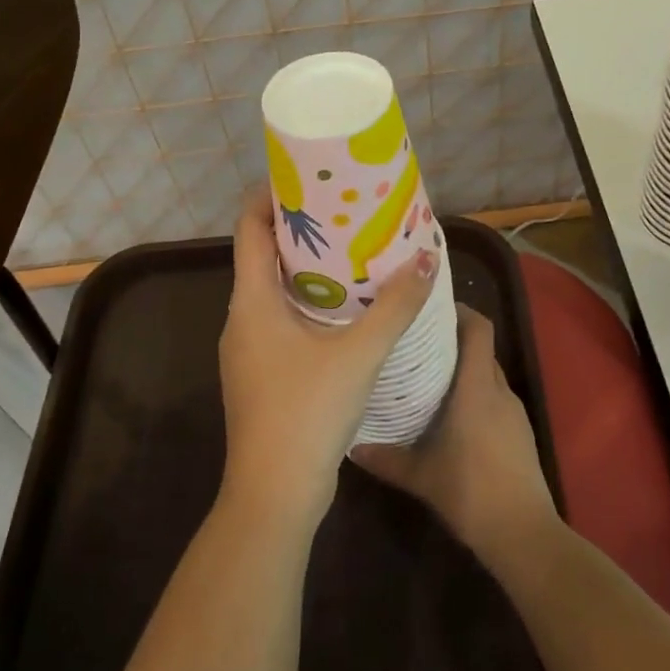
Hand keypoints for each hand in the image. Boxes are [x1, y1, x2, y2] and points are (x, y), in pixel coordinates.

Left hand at [218, 184, 437, 534]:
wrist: (274, 494)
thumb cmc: (308, 412)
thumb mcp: (359, 354)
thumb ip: (396, 306)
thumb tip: (428, 257)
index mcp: (252, 301)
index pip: (250, 228)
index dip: (271, 196)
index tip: (307, 176)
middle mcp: (242, 318)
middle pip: (264, 256)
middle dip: (302, 230)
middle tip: (345, 210)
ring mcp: (248, 349)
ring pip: (274, 292)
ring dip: (308, 270)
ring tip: (353, 252)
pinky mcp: (261, 374)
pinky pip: (281, 321)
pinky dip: (309, 304)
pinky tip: (346, 310)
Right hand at [352, 305, 559, 571]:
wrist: (524, 534)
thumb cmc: (471, 492)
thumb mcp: (421, 476)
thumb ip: (386, 458)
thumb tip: (351, 446)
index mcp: (477, 388)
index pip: (479, 329)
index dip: (460, 311)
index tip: (430, 308)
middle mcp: (499, 391)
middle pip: (481, 349)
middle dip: (453, 340)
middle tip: (416, 341)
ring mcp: (514, 413)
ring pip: (487, 375)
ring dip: (463, 369)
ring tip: (427, 375)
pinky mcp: (520, 433)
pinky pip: (494, 398)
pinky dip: (474, 394)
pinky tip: (450, 414)